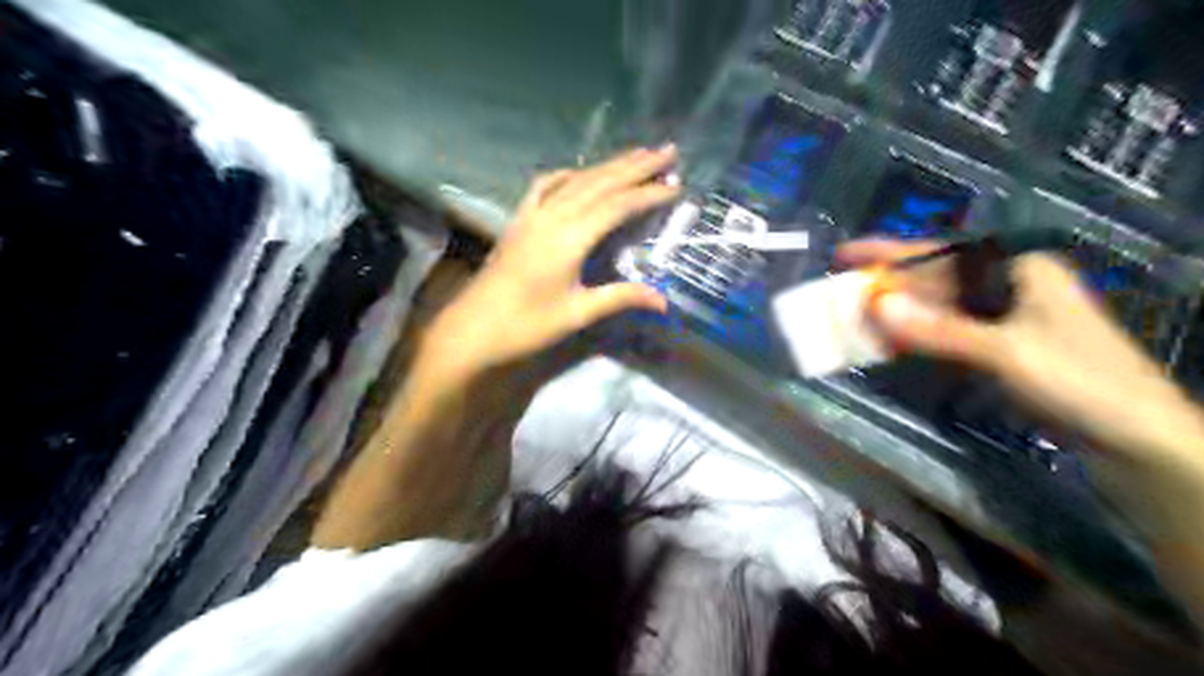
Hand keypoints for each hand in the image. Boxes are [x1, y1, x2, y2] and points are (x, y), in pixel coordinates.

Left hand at [420, 145, 675, 384]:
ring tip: (637, 154)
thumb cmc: (526, 325)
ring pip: (576, 180)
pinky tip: (579, 172)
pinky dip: (567, 174)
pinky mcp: (519, 220)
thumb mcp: (577, 313)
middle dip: (635, 165)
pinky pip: (545, 186)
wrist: (473, 327)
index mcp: (569, 238)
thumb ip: (620, 298)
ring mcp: (532, 215)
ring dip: (609, 165)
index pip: (617, 206)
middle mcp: (552, 217)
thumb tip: (664, 301)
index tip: (676, 184)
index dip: (647, 193)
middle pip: (600, 182)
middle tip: (667, 150)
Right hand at [840, 236, 1203, 464]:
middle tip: (843, 294)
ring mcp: (1007, 319)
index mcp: (1020, 270)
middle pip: (936, 281)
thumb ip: (938, 330)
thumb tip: (876, 307)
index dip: (890, 252)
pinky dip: (918, 338)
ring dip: (900, 314)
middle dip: (890, 287)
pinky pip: (947, 333)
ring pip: (939, 308)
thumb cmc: (1080, 383)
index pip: (942, 254)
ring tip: (856, 318)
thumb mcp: (1005, 353)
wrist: (1138, 441)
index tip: (846, 254)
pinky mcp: (1002, 348)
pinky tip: (892, 343)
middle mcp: (1011, 287)